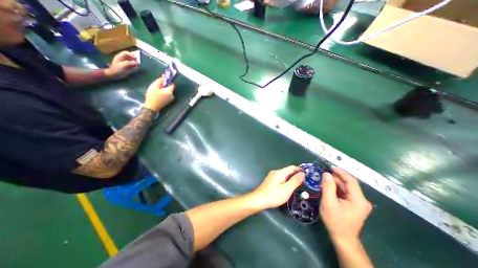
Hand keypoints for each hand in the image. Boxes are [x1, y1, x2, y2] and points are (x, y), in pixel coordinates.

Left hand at [104, 50, 138, 79]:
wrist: (115, 75)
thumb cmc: (116, 69)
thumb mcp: (122, 66)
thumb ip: (128, 63)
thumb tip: (135, 62)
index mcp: (120, 57)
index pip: (125, 53)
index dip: (130, 54)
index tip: (135, 57)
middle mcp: (124, 59)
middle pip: (130, 57)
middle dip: (134, 59)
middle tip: (137, 62)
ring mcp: (127, 63)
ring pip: (133, 61)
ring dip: (136, 63)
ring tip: (137, 66)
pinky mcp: (129, 67)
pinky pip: (134, 65)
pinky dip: (136, 66)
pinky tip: (137, 68)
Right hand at [146, 78, 176, 111]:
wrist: (152, 107)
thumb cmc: (152, 96)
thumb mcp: (154, 86)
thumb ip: (159, 81)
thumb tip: (163, 78)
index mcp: (170, 91)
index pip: (172, 84)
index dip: (168, 81)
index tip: (163, 80)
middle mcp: (172, 95)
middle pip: (170, 88)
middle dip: (164, 86)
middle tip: (157, 86)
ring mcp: (170, 99)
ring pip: (168, 92)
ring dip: (163, 90)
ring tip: (156, 91)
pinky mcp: (168, 101)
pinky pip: (167, 95)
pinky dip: (163, 93)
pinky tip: (158, 94)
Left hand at [249, 167, 303, 210]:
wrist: (259, 200)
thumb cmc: (274, 195)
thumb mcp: (287, 189)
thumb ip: (295, 181)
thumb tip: (302, 173)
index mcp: (280, 172)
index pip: (292, 167)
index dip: (300, 169)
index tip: (307, 174)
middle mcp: (275, 172)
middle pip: (288, 171)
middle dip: (296, 175)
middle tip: (305, 181)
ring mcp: (272, 176)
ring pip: (284, 175)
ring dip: (291, 178)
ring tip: (299, 185)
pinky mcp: (270, 181)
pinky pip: (280, 178)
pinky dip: (286, 181)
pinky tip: (288, 187)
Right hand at [321, 167, 372, 242]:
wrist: (342, 238)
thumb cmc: (335, 221)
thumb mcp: (328, 202)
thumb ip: (328, 187)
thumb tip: (326, 174)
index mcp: (358, 199)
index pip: (350, 180)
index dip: (340, 172)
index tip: (329, 167)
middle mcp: (361, 200)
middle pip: (348, 184)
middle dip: (335, 178)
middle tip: (322, 174)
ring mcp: (359, 203)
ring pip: (346, 188)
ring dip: (335, 183)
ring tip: (323, 180)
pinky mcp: (354, 205)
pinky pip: (345, 193)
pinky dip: (336, 189)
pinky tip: (328, 188)